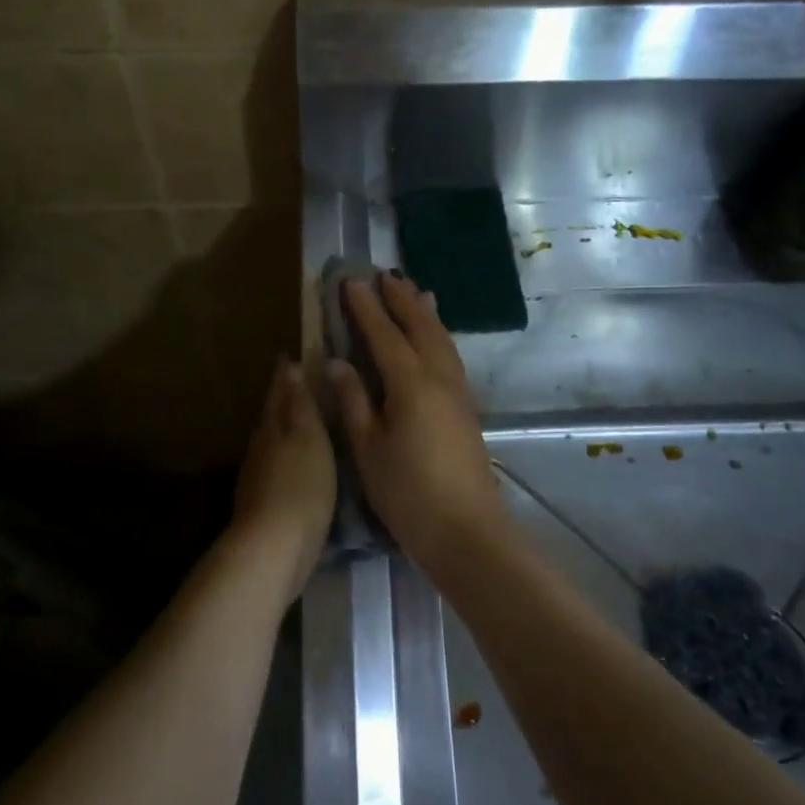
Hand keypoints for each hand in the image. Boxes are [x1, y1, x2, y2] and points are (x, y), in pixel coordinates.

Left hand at [230, 359, 335, 599]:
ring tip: (307, 424)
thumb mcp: (309, 438)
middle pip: (272, 417)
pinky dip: (289, 459)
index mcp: (272, 428)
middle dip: (284, 400)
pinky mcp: (266, 504)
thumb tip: (290, 369)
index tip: (292, 356)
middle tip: (301, 384)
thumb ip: (300, 405)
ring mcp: (259, 478)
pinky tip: (302, 466)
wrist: (274, 548)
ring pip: (273, 443)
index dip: (286, 375)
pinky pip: (278, 469)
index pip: (279, 393)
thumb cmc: (300, 486)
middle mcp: (261, 448)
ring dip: (286, 430)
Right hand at [326, 275, 505, 568]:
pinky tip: (435, 338)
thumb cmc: (408, 492)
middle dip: (401, 299)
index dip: (366, 308)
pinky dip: (439, 335)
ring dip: (425, 312)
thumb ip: (354, 401)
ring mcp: (458, 392)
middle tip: (385, 274)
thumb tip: (338, 362)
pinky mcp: (466, 408)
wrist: (466, 530)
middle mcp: (439, 378)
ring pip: (441, 339)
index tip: (350, 281)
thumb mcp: (368, 449)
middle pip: (420, 327)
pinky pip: (450, 356)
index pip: (384, 335)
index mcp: (411, 383)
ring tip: (416, 291)